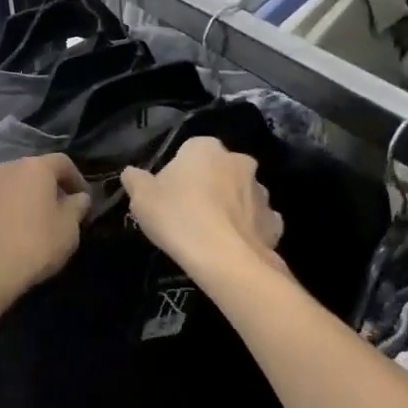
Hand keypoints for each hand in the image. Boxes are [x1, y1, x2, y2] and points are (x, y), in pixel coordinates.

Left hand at [0, 154, 89, 313]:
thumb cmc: (33, 247)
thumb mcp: (68, 231)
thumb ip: (77, 208)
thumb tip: (79, 197)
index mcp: (33, 168)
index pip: (62, 163)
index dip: (76, 178)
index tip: (83, 199)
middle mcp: (3, 170)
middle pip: (30, 172)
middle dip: (45, 188)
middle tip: (55, 211)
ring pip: (5, 188)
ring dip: (18, 200)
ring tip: (26, 226)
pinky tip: (0, 237)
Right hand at [121, 137, 283, 281]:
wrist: (224, 259)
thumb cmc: (178, 218)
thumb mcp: (141, 198)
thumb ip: (135, 180)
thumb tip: (132, 173)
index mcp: (205, 148)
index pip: (188, 152)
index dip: (176, 173)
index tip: (167, 195)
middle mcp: (238, 161)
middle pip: (217, 170)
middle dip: (207, 186)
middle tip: (187, 213)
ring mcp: (261, 191)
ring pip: (240, 194)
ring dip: (229, 206)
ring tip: (210, 233)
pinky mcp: (275, 221)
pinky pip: (256, 221)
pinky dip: (246, 229)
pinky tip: (232, 245)